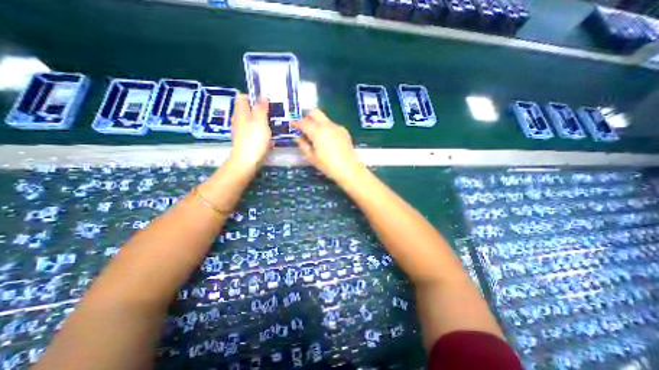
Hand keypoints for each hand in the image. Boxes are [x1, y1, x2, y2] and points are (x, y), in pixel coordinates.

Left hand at [229, 94, 271, 168]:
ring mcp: (240, 131)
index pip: (242, 97)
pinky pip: (252, 130)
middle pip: (247, 109)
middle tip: (272, 111)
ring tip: (272, 122)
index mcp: (241, 113)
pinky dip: (259, 130)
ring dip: (260, 120)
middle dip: (258, 108)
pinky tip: (267, 135)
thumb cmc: (254, 140)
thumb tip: (262, 96)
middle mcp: (238, 120)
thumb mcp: (260, 122)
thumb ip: (261, 109)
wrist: (246, 161)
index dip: (252, 96)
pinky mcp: (245, 140)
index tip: (265, 101)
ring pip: (250, 120)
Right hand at [292, 110, 365, 184]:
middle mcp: (327, 125)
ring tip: (314, 135)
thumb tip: (298, 138)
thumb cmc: (328, 165)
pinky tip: (326, 139)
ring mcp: (337, 127)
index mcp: (317, 132)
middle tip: (303, 126)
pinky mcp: (344, 131)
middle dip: (306, 116)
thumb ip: (303, 145)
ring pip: (324, 118)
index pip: (303, 122)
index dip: (296, 123)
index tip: (292, 125)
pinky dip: (325, 128)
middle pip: (315, 112)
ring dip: (317, 122)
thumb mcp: (312, 158)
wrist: (349, 169)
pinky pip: (331, 125)